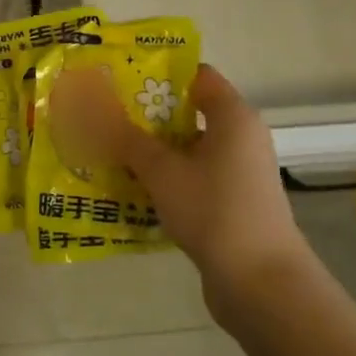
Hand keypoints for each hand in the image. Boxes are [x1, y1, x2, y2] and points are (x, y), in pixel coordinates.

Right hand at [54, 65, 311, 324]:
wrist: (260, 282)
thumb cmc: (214, 210)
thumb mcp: (162, 171)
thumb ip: (128, 140)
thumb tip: (95, 113)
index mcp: (232, 117)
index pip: (197, 76)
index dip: (160, 73)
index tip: (120, 78)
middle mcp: (239, 138)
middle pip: (188, 112)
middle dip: (145, 115)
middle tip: (101, 114)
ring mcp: (236, 173)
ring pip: (186, 149)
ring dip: (150, 150)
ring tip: (105, 149)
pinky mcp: (230, 202)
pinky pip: (190, 177)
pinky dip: (163, 178)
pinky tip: (129, 188)